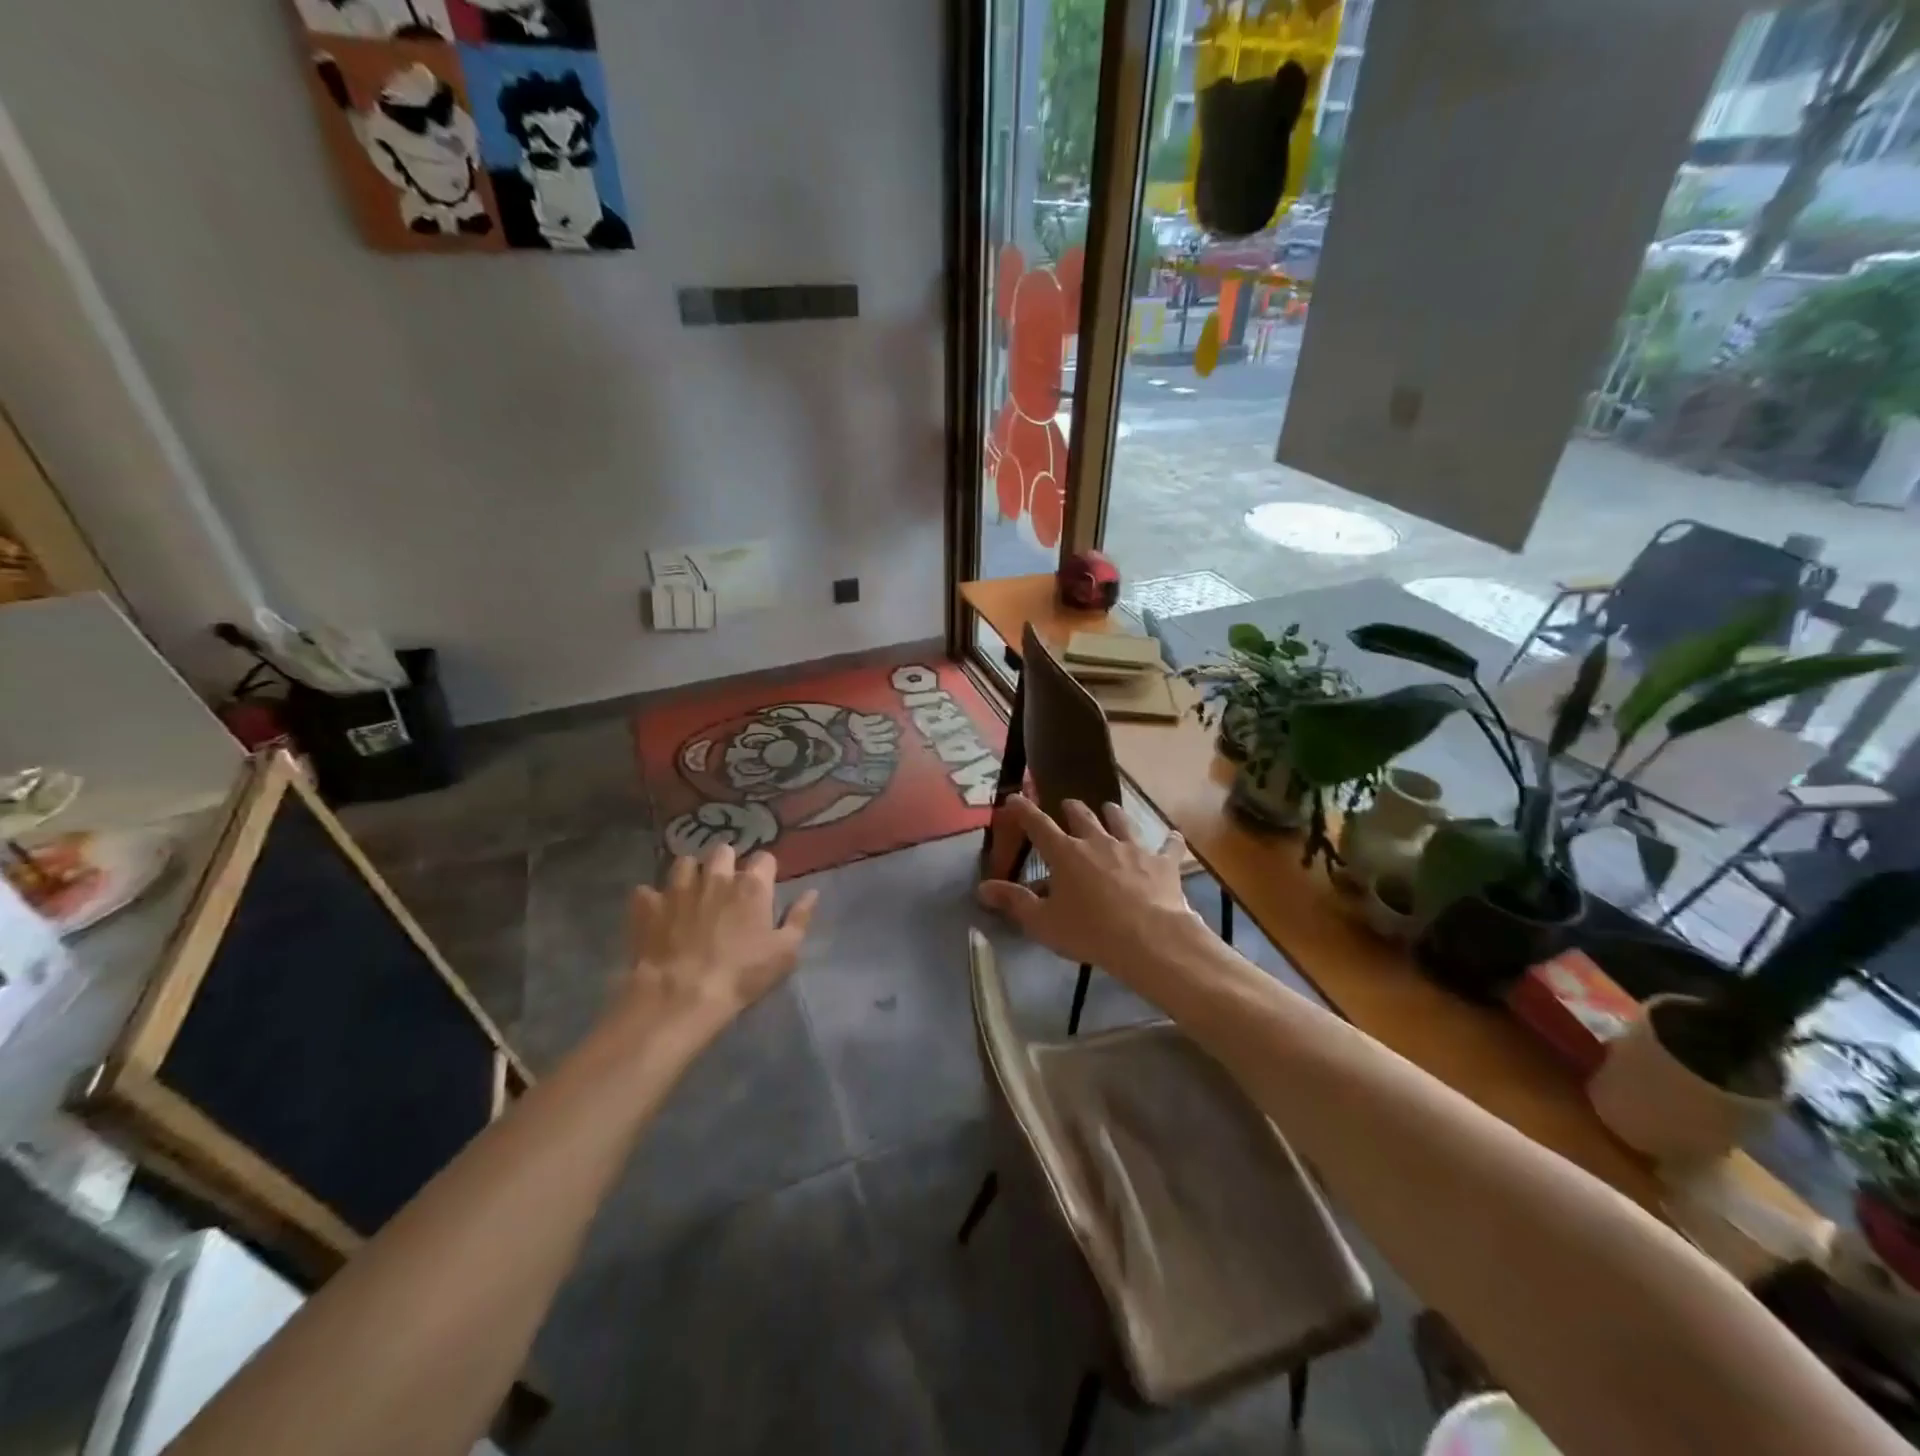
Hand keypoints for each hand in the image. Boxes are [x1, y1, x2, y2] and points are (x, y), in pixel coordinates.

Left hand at [621, 842, 818, 1042]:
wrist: (681, 996)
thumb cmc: (742, 975)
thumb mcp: (785, 952)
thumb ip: (799, 918)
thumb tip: (811, 892)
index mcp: (751, 886)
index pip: (764, 858)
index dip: (764, 870)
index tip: (763, 886)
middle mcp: (716, 877)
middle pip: (722, 851)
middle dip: (725, 863)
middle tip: (725, 886)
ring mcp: (678, 888)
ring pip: (684, 862)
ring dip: (690, 874)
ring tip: (690, 893)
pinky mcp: (647, 905)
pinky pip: (647, 890)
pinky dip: (652, 899)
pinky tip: (656, 913)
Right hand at [977, 794, 1205, 977]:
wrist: (1149, 939)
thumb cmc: (1089, 932)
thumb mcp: (1043, 922)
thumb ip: (1013, 901)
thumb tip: (982, 888)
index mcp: (1065, 853)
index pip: (1038, 824)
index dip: (1023, 809)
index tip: (1015, 797)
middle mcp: (1098, 841)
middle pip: (1082, 815)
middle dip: (1072, 809)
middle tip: (1068, 806)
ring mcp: (1133, 848)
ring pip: (1121, 821)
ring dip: (1113, 814)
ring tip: (1110, 808)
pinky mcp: (1162, 862)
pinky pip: (1168, 845)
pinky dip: (1169, 840)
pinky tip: (1173, 836)